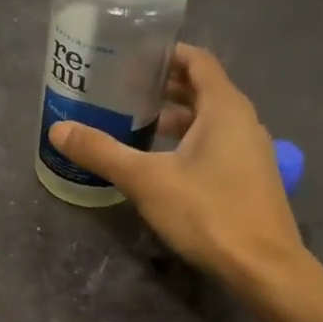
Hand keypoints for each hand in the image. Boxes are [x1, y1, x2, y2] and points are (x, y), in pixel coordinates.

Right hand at [46, 44, 304, 288]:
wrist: (263, 268)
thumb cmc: (208, 212)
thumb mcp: (146, 180)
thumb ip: (102, 152)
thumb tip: (58, 130)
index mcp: (224, 107)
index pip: (197, 60)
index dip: (166, 53)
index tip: (132, 54)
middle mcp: (242, 121)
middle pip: (202, 88)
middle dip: (164, 85)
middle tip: (122, 86)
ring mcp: (250, 150)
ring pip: (208, 119)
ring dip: (175, 116)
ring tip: (133, 120)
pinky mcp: (248, 177)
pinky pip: (215, 143)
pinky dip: (187, 140)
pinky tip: (159, 160)